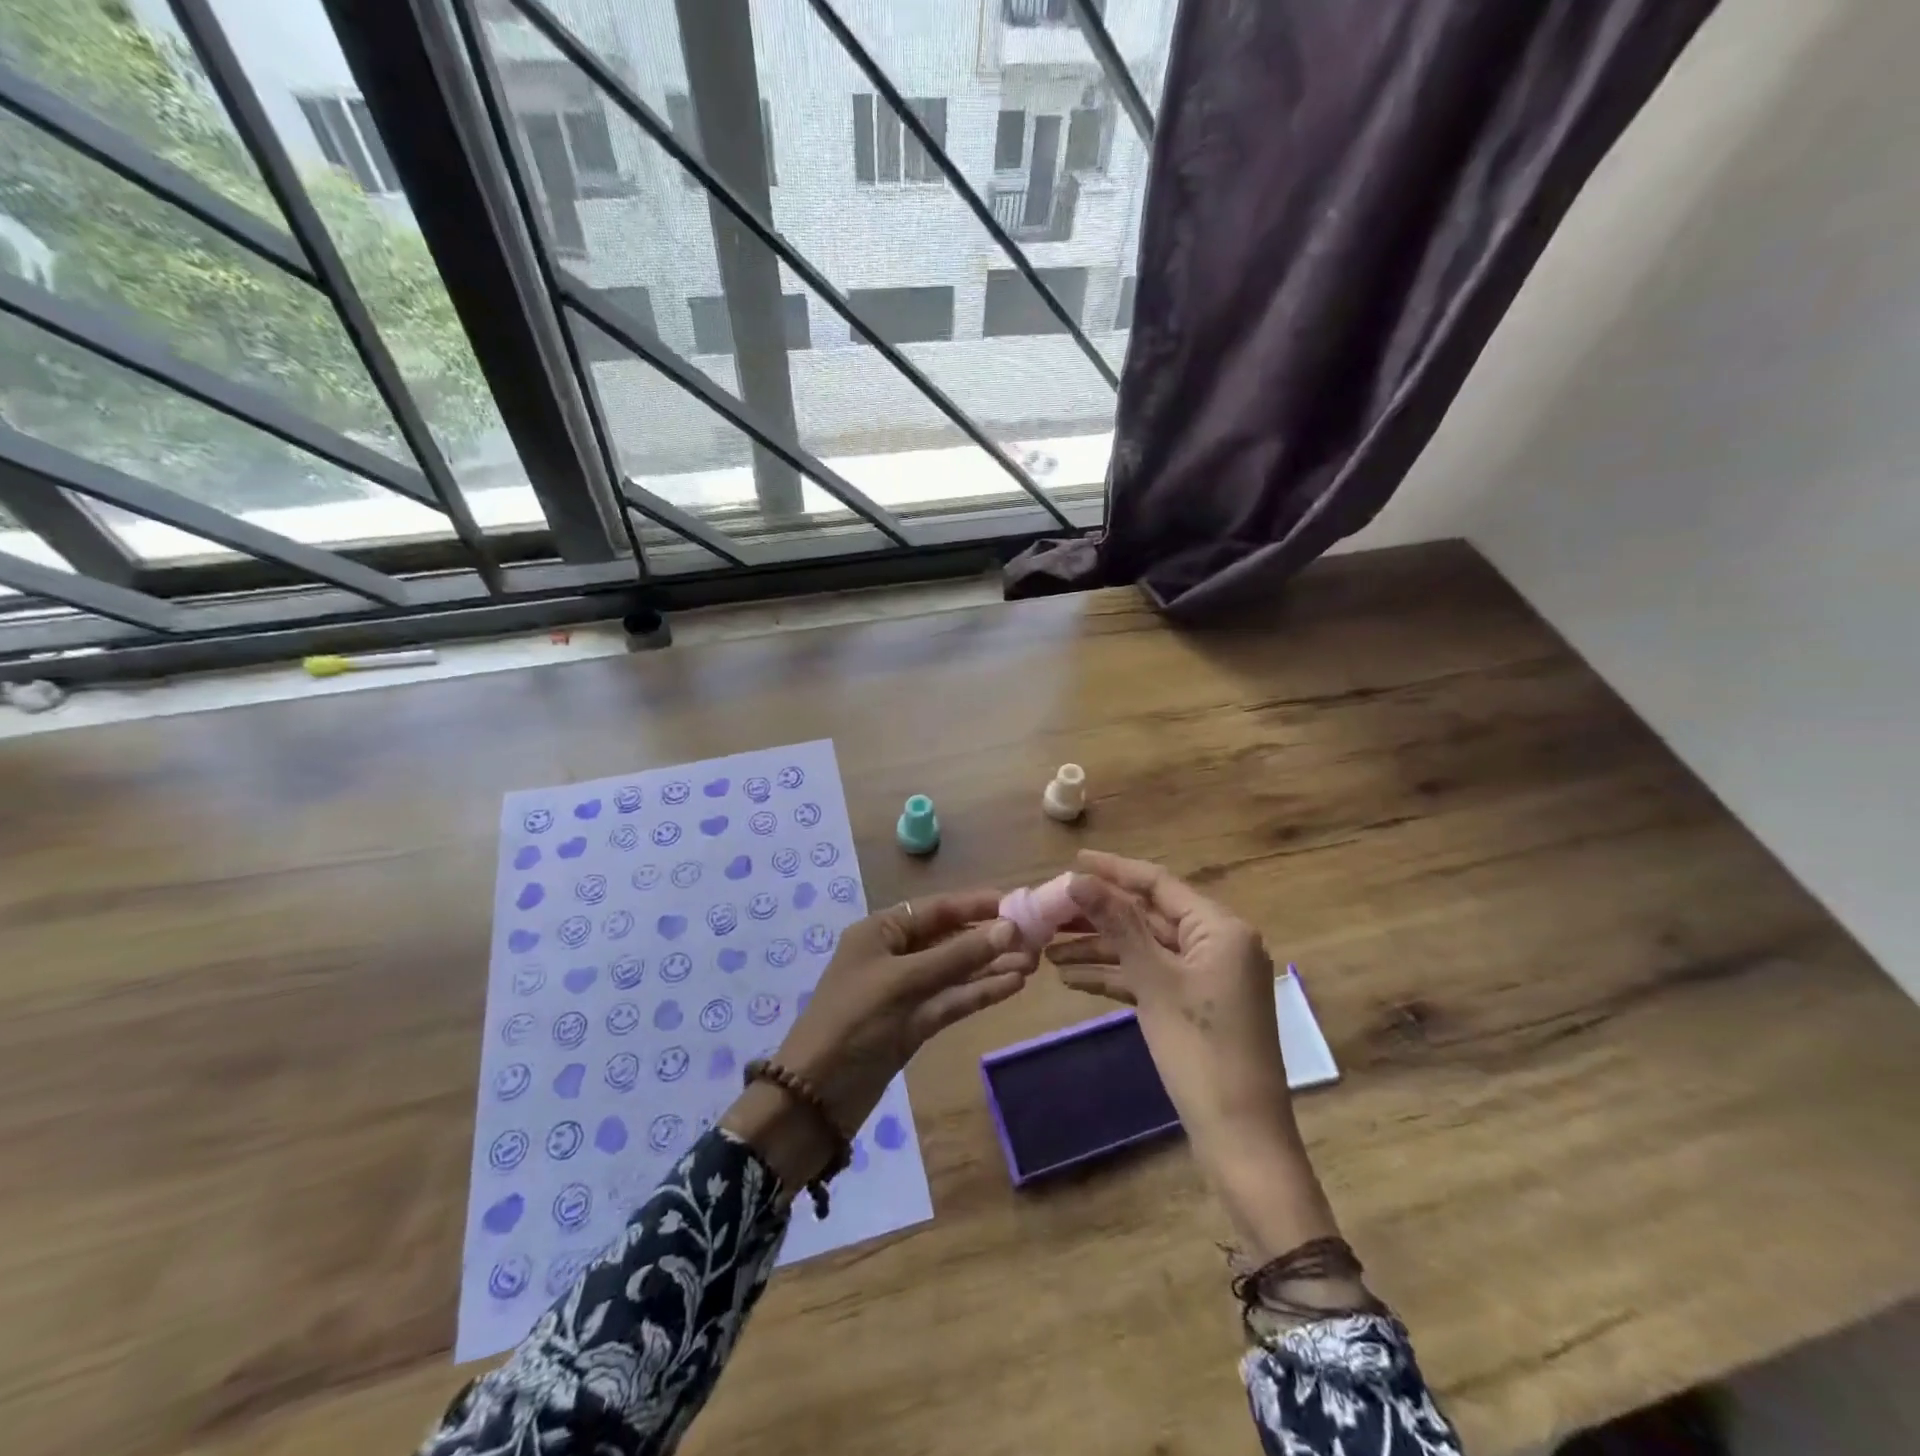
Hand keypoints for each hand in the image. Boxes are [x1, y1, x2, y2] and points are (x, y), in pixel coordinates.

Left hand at [724, 890, 1035, 1188]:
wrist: (816, 1096)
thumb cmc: (853, 1021)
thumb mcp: (904, 982)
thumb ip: (957, 956)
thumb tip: (1010, 929)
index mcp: (881, 931)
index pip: (936, 909)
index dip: (976, 905)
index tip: (1018, 903)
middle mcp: (895, 955)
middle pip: (950, 939)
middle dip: (989, 938)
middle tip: (1036, 939)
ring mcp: (907, 991)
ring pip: (956, 972)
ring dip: (991, 966)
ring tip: (1035, 962)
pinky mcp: (915, 1023)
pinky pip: (953, 1000)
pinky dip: (980, 992)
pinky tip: (1012, 985)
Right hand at [1049, 850, 1292, 1148]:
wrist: (1241, 1139)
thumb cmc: (1200, 1051)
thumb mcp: (1153, 981)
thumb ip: (1117, 924)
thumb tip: (1078, 879)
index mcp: (1220, 928)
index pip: (1158, 883)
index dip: (1113, 870)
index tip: (1072, 861)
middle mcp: (1217, 943)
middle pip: (1148, 916)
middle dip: (1099, 916)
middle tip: (1050, 911)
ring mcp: (1207, 976)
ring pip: (1145, 948)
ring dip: (1100, 949)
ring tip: (1048, 949)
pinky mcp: (1195, 1005)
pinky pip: (1151, 977)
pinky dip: (1116, 976)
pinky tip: (1072, 979)